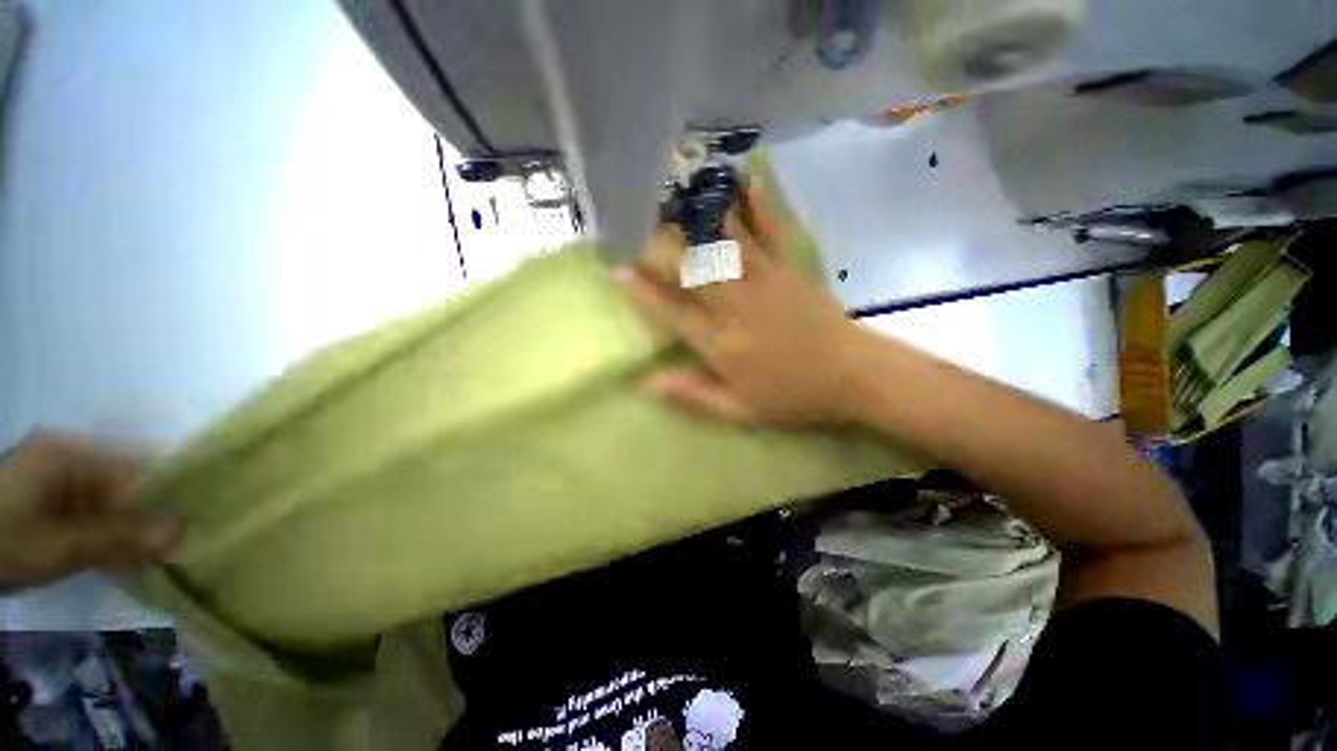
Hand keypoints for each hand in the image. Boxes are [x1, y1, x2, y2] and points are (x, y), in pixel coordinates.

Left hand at [0, 434, 180, 592]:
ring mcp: (54, 475)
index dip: (167, 493)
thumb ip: (120, 540)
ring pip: (108, 501)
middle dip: (148, 517)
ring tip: (150, 559)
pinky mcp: (47, 497)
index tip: (194, 522)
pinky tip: (119, 558)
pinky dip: (107, 534)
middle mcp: (67, 454)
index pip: (135, 465)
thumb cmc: (5, 542)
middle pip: (122, 483)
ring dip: (129, 530)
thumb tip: (184, 536)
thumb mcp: (61, 547)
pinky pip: (90, 511)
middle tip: (174, 548)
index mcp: (70, 452)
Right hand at [615, 186, 861, 425]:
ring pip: (725, 244)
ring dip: (697, 217)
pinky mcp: (791, 269)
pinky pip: (772, 232)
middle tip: (635, 223)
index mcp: (723, 344)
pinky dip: (758, 206)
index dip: (643, 292)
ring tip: (672, 194)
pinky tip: (744, 181)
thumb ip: (694, 396)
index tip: (617, 270)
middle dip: (661, 245)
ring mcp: (766, 282)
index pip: (673, 312)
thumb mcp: (740, 411)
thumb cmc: (793, 396)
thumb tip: (649, 383)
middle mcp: (738, 306)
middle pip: (693, 269)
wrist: (852, 375)